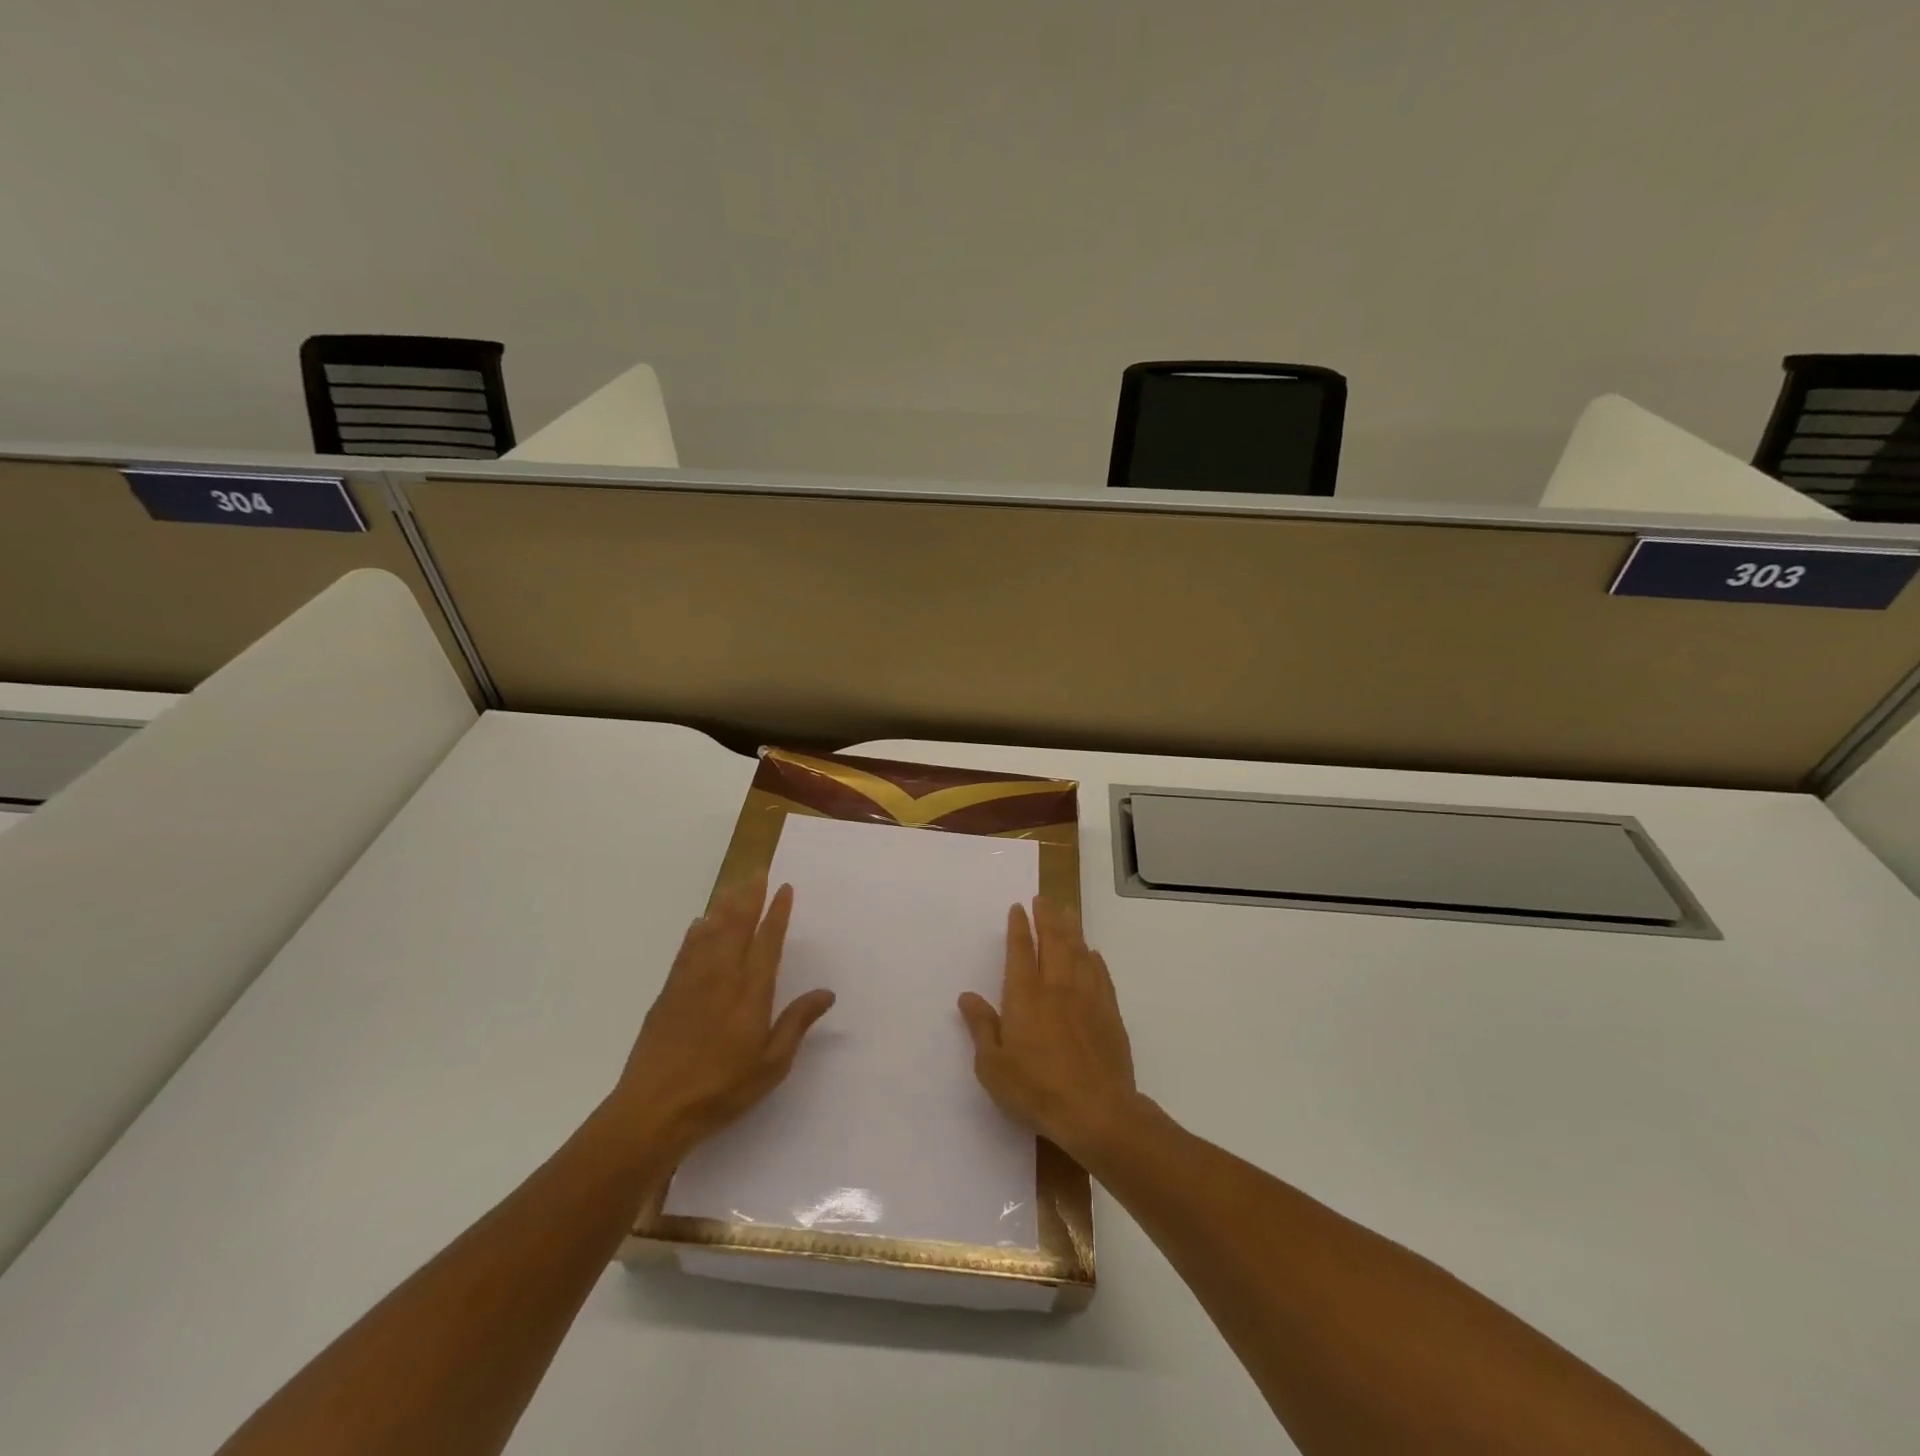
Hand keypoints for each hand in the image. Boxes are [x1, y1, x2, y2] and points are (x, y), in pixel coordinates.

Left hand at [611, 875, 835, 1157]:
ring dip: (724, 905)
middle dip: (749, 896)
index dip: (777, 912)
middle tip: (757, 871)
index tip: (784, 888)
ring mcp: (691, 981)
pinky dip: (696, 930)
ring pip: (710, 931)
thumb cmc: (722, 1089)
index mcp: (751, 991)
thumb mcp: (772, 1064)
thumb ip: (797, 1023)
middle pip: (737, 925)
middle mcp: (722, 976)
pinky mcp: (669, 993)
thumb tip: (826, 992)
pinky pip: (686, 949)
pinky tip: (700, 923)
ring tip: (733, 885)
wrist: (654, 1109)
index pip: (767, 940)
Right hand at [958, 898, 1140, 1158]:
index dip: (1018, 927)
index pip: (1020, 951)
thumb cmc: (1036, 1089)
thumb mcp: (993, 1065)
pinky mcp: (1109, 1013)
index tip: (1018, 908)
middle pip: (1053, 942)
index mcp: (1024, 996)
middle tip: (1044, 898)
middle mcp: (1056, 987)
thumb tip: (967, 996)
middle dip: (1047, 917)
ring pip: (1079, 952)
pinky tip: (1092, 953)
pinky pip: (1100, 975)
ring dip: (1072, 929)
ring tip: (1068, 912)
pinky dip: (1094, 959)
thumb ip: (981, 1027)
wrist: (1096, 1110)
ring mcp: (1087, 997)